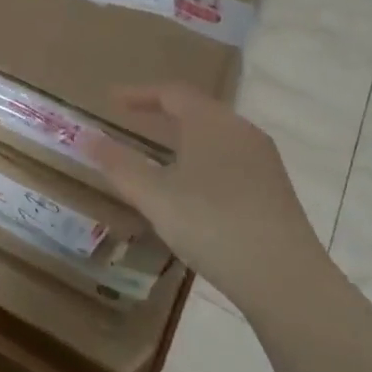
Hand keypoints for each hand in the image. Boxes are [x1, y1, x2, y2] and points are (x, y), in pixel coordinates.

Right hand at [88, 84, 332, 319]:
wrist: (285, 278)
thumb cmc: (212, 224)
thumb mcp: (154, 196)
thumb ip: (119, 165)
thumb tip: (86, 138)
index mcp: (211, 122)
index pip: (172, 93)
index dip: (139, 94)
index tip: (112, 100)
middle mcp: (241, 131)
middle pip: (197, 109)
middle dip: (162, 112)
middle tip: (133, 120)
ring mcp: (263, 160)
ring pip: (216, 135)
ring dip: (184, 137)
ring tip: (160, 153)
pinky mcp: (275, 188)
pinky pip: (230, 157)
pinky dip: (203, 158)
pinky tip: (194, 187)